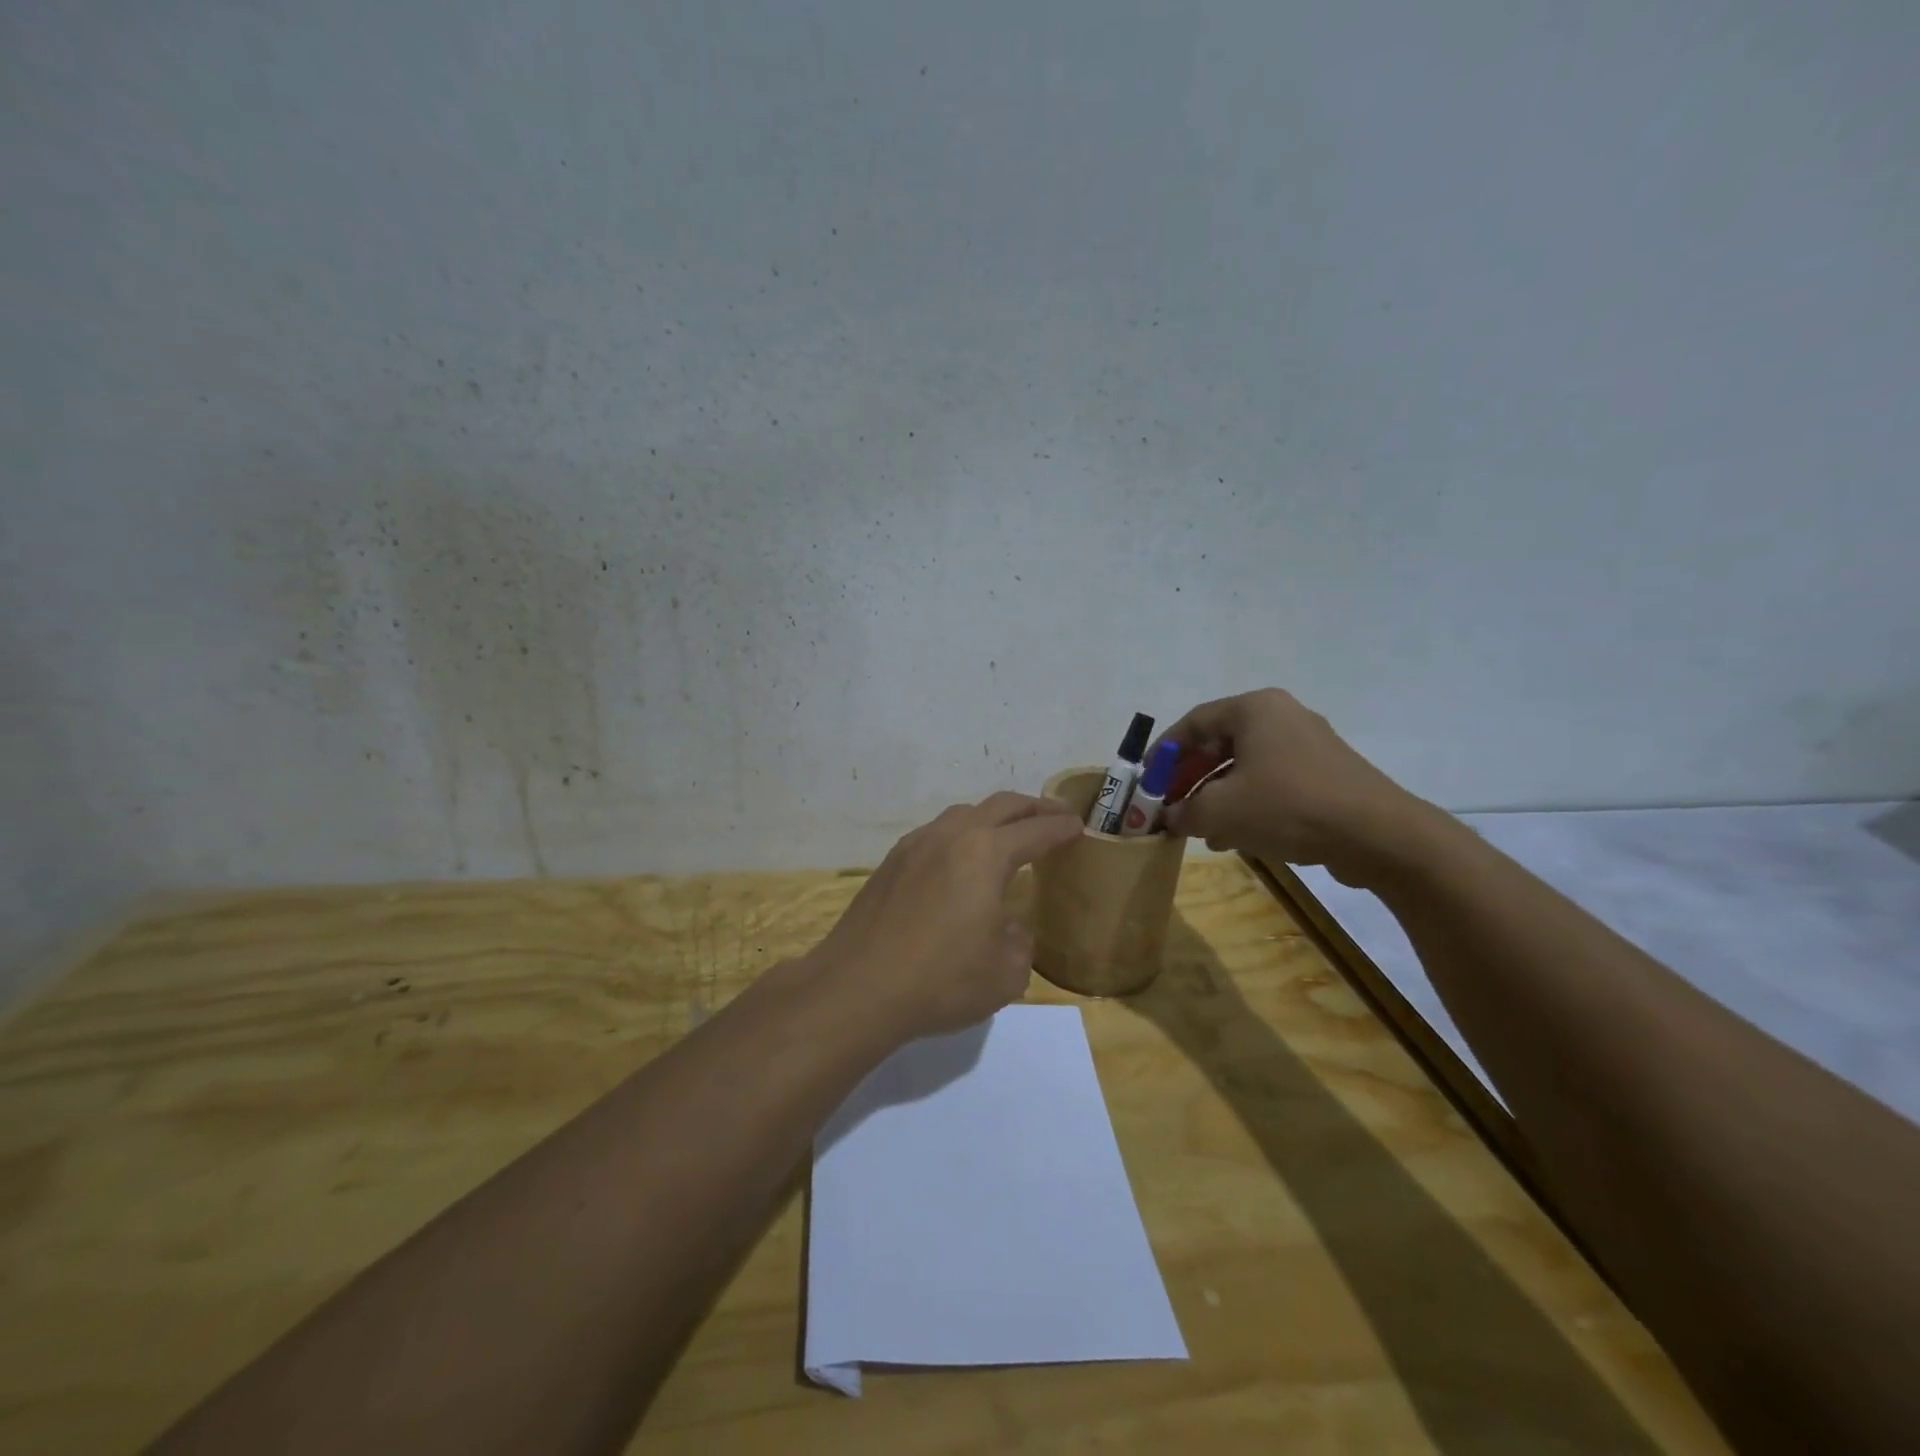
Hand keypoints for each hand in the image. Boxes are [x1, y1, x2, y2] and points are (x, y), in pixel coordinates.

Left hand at [810, 792, 1083, 1042]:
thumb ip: (1019, 941)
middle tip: (1054, 815)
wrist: (858, 988)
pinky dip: (960, 835)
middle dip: (1033, 807)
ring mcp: (916, 845)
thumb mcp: (1005, 973)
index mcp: (986, 853)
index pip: (1035, 830)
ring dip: (992, 817)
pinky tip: (959, 859)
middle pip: (1000, 805)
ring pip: (963, 813)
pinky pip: (936, 833)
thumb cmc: (941, 980)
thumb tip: (1008, 925)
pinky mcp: (891, 862)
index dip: (1061, 827)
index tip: (1077, 826)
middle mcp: (951, 836)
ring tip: (1007, 834)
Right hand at [1160, 688, 1430, 883]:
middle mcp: (1281, 717)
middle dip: (1189, 778)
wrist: (1377, 835)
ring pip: (1244, 767)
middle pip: (1219, 744)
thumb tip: (1170, 817)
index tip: (1147, 780)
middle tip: (1169, 805)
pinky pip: (1271, 782)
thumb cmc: (1288, 806)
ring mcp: (1308, 745)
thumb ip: (1184, 811)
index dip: (1164, 752)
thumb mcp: (1221, 810)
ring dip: (1215, 796)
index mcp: (1254, 709)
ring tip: (1197, 828)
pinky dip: (1246, 804)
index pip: (1194, 722)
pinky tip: (1233, 837)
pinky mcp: (1326, 775)